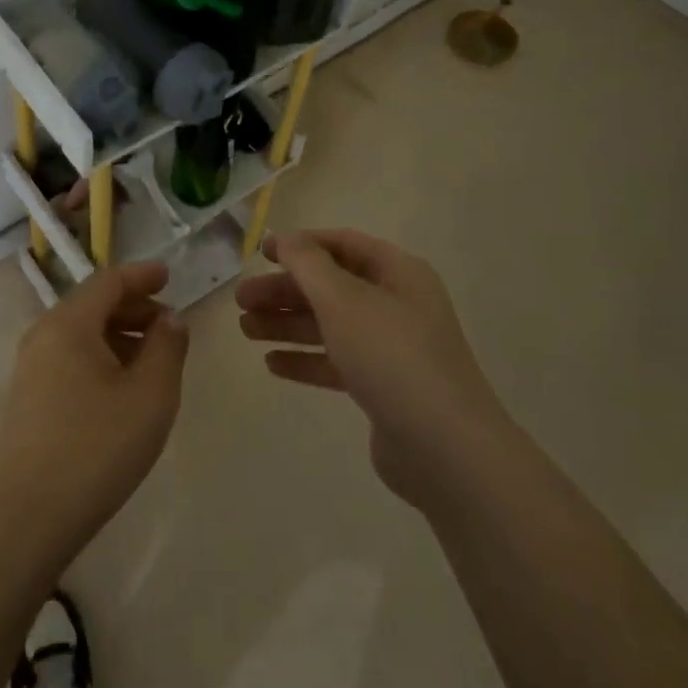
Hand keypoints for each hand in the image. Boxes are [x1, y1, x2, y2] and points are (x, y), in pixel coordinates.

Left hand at [0, 262, 187, 560]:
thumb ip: (167, 348)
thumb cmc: (97, 447)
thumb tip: (169, 320)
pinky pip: (70, 358)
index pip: (108, 281)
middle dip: (134, 307)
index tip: (169, 277)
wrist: (27, 517)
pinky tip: (123, 387)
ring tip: (153, 358)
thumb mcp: (150, 395)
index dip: (141, 276)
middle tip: (169, 325)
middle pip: (93, 304)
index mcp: (69, 323)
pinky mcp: (28, 397)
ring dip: (119, 334)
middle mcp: (43, 335)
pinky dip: (101, 357)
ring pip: (81, 333)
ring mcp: (31, 367)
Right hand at [237, 229, 507, 509]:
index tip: (261, 253)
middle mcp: (398, 304)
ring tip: (245, 331)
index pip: (343, 244)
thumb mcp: (344, 300)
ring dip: (287, 324)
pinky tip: (272, 364)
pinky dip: (306, 359)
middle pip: (331, 287)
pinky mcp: (384, 388)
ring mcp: (392, 348)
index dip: (301, 244)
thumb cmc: (392, 357)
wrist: (446, 450)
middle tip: (241, 301)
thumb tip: (287, 238)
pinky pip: (337, 363)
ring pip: (330, 326)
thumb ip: (308, 264)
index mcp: (398, 274)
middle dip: (285, 291)